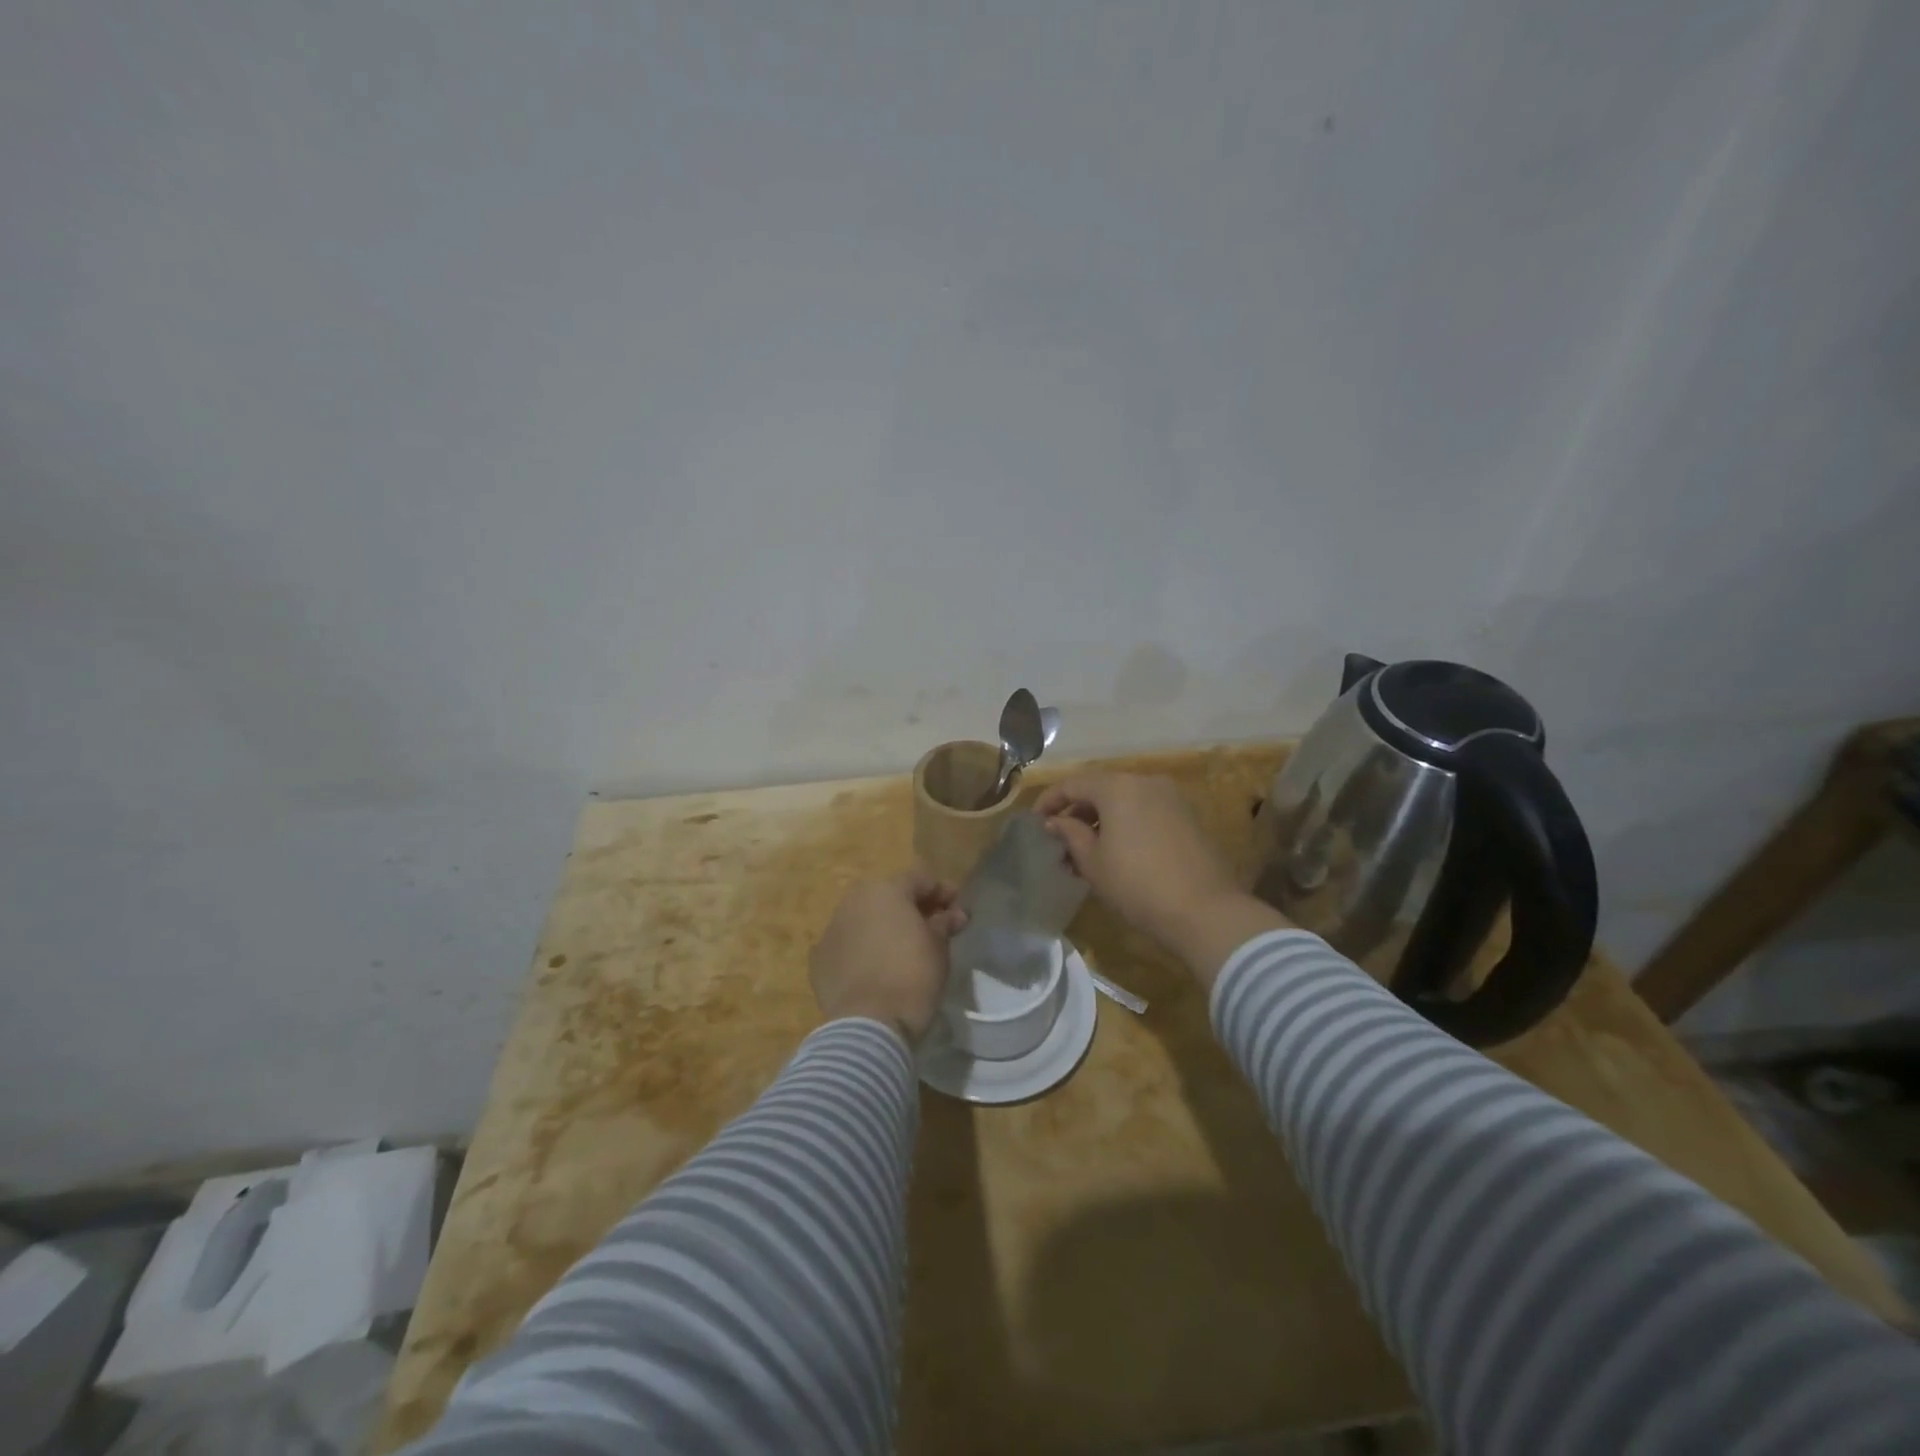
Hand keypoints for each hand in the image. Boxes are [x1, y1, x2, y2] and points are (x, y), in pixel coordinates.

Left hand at [810, 872, 967, 1040]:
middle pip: (888, 896)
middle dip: (912, 908)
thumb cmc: (912, 976)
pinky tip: (876, 968)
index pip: (919, 880)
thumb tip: (951, 915)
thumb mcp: (939, 948)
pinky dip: (863, 950)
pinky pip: (848, 945)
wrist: (869, 1023)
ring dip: (884, 927)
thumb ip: (944, 924)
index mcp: (885, 891)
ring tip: (903, 948)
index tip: (958, 909)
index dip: (942, 891)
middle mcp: (854, 901)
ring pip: (864, 919)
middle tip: (933, 927)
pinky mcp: (819, 959)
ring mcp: (832, 929)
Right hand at [1035, 773, 1287, 985]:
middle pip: (1101, 788)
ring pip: (1125, 800)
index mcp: (1118, 787)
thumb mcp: (1093, 863)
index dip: (1049, 801)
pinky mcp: (1188, 817)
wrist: (1205, 912)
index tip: (1036, 823)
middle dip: (1077, 811)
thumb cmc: (1137, 885)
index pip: (1073, 784)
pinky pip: (1146, 811)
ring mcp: (1172, 798)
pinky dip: (1126, 824)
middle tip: (1060, 839)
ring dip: (1102, 819)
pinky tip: (1118, 851)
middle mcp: (1146, 782)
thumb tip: (1055, 822)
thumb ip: (1070, 835)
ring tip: (1086, 850)